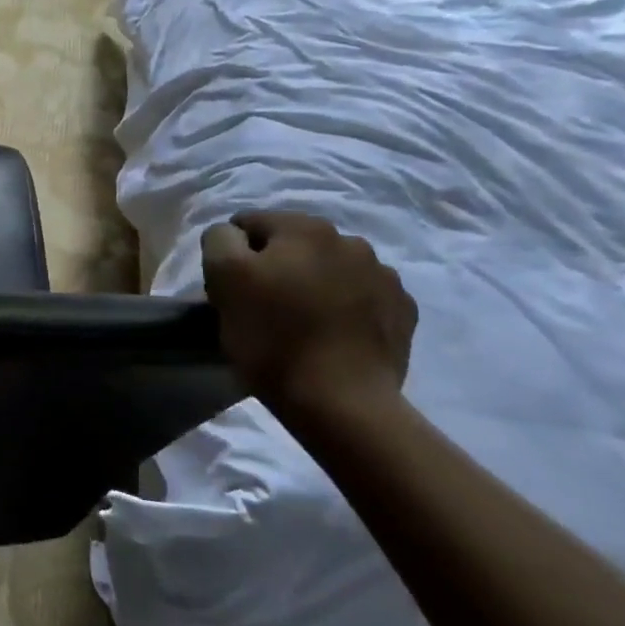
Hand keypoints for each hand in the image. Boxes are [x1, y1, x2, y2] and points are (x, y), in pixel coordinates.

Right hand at [201, 212, 417, 426]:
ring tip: (301, 322)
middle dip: (276, 266)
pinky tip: (333, 334)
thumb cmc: (272, 336)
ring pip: (329, 269)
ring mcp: (384, 276)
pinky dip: (344, 307)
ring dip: (312, 284)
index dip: (233, 255)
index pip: (249, 224)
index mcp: (303, 227)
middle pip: (292, 244)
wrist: (341, 401)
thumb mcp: (223, 277)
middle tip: (263, 307)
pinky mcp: (403, 311)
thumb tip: (233, 234)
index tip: (231, 290)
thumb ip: (220, 240)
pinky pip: (361, 297)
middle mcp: (350, 240)